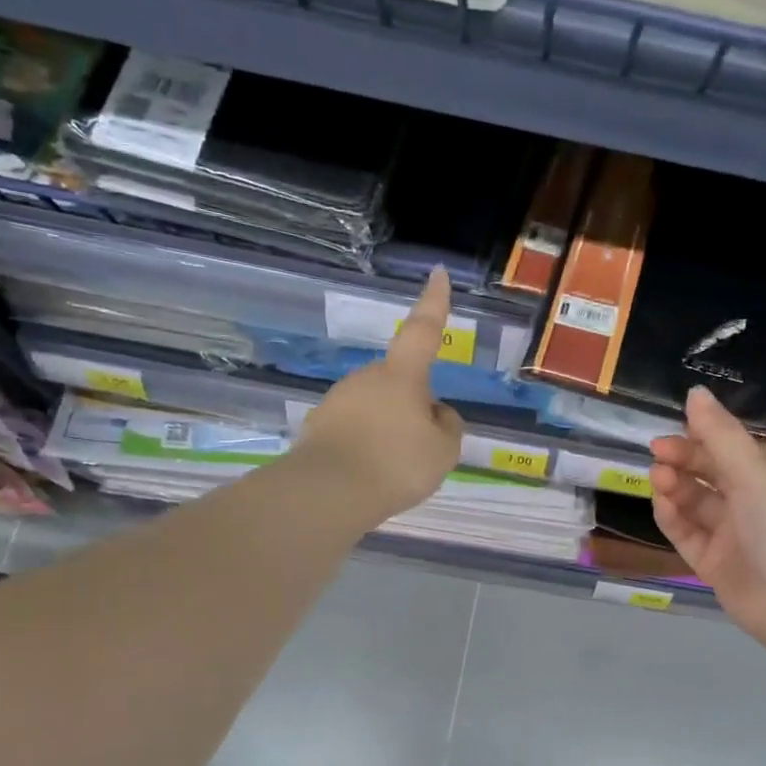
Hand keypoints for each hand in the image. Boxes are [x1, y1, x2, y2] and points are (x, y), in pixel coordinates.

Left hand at [295, 267, 464, 527]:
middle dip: (413, 405)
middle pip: (400, 383)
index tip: (437, 272)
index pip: (423, 330)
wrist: (328, 493)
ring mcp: (338, 400)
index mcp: (402, 375)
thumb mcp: (444, 450)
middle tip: (423, 447)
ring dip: (389, 429)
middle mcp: (366, 377)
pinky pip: (354, 430)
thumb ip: (447, 427)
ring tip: (395, 470)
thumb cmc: (396, 464)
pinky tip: (369, 476)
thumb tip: (436, 413)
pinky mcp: (318, 426)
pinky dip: (366, 446)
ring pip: (377, 408)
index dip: (434, 302)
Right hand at [650, 387, 765, 649]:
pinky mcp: (714, 560)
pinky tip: (662, 504)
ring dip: (675, 484)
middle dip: (684, 455)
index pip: (737, 438)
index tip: (681, 420)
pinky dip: (673, 517)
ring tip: (658, 476)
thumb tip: (695, 392)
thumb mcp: (755, 470)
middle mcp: (754, 495)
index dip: (709, 427)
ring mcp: (733, 530)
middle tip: (658, 450)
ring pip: (695, 499)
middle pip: (711, 466)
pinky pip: (687, 532)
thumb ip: (719, 433)